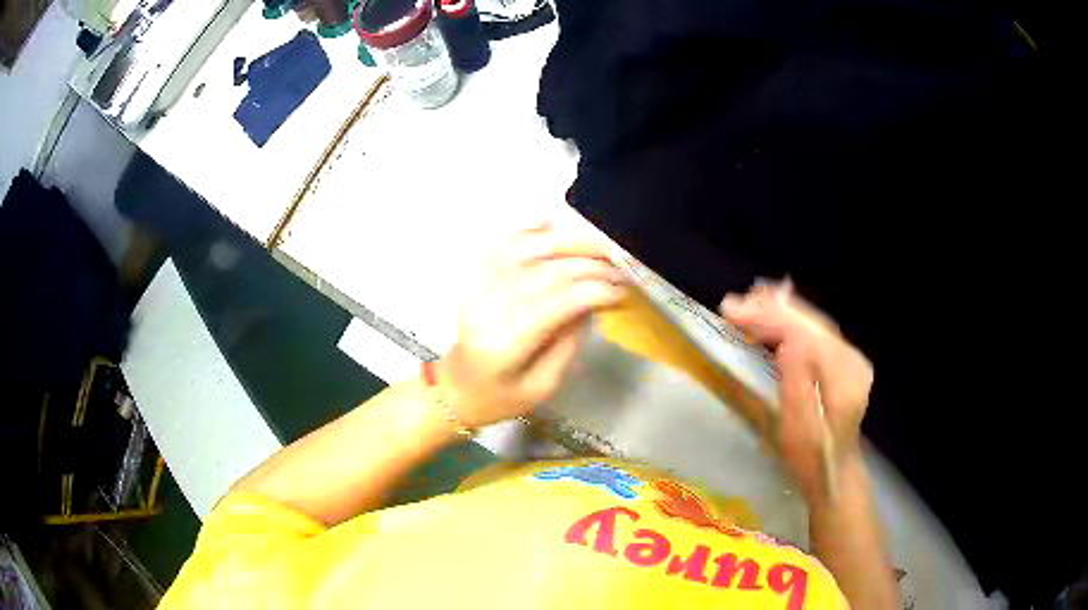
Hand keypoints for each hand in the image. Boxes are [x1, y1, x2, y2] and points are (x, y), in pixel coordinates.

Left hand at [437, 224, 628, 428]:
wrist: (454, 388)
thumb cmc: (500, 397)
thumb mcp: (543, 385)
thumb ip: (569, 343)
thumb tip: (592, 302)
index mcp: (505, 343)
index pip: (557, 303)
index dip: (594, 291)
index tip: (622, 291)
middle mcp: (489, 307)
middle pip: (546, 273)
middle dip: (590, 266)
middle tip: (621, 269)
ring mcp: (477, 288)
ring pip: (527, 251)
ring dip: (568, 243)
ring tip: (600, 247)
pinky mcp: (474, 279)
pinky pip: (503, 245)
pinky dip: (528, 230)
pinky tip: (552, 221)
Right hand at [721, 281, 872, 500]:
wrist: (833, 474)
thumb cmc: (810, 459)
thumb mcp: (798, 429)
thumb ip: (796, 383)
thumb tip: (787, 340)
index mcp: (843, 375)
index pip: (805, 333)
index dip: (769, 318)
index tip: (733, 312)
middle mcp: (851, 358)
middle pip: (810, 323)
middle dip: (772, 308)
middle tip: (735, 303)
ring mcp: (850, 358)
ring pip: (812, 324)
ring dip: (780, 311)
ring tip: (749, 302)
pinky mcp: (842, 361)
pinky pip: (814, 333)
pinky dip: (791, 322)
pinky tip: (774, 315)